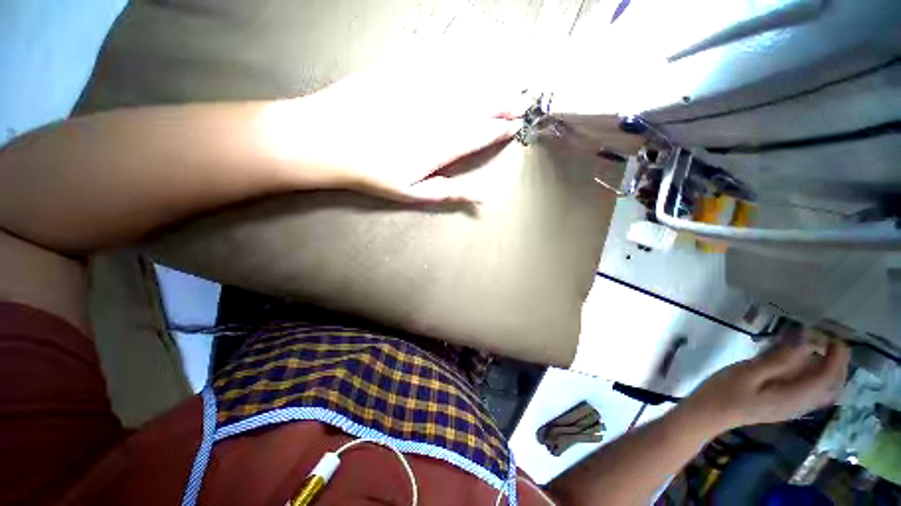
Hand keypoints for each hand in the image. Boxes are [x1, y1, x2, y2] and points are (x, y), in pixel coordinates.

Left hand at [260, 48, 526, 202]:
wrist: (327, 140)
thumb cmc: (371, 173)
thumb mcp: (412, 193)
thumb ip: (448, 192)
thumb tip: (482, 198)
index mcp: (440, 147)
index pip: (479, 135)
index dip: (498, 130)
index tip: (514, 126)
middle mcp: (436, 116)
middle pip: (478, 106)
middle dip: (503, 103)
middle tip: (522, 100)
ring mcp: (419, 91)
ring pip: (463, 82)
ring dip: (489, 80)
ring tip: (509, 77)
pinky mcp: (400, 71)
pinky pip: (436, 59)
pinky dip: (458, 56)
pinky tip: (470, 51)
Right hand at [681, 337, 849, 433]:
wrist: (709, 413)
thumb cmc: (725, 391)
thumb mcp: (748, 373)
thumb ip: (778, 359)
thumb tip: (805, 339)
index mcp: (794, 396)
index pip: (827, 377)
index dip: (836, 356)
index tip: (833, 334)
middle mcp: (801, 404)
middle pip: (832, 385)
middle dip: (838, 362)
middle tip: (829, 339)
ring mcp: (793, 406)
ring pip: (825, 389)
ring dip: (830, 368)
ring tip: (820, 348)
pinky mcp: (785, 404)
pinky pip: (812, 390)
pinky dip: (817, 375)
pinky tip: (804, 364)